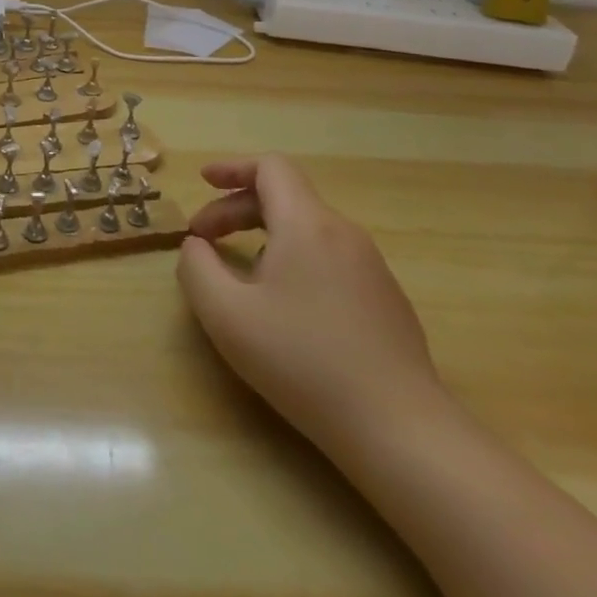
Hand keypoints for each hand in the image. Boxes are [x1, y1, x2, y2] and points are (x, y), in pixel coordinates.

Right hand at [176, 155, 443, 458]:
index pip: (270, 168)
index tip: (202, 182)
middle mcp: (343, 233)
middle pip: (285, 197)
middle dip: (236, 209)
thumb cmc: (303, 362)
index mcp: (307, 224)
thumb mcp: (226, 315)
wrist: (400, 429)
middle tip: (202, 240)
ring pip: (307, 229)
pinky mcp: (386, 299)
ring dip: (263, 235)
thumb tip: (196, 247)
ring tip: (238, 274)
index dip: (232, 168)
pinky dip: (294, 259)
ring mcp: (371, 266)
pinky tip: (284, 305)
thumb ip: (196, 268)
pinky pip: (329, 257)